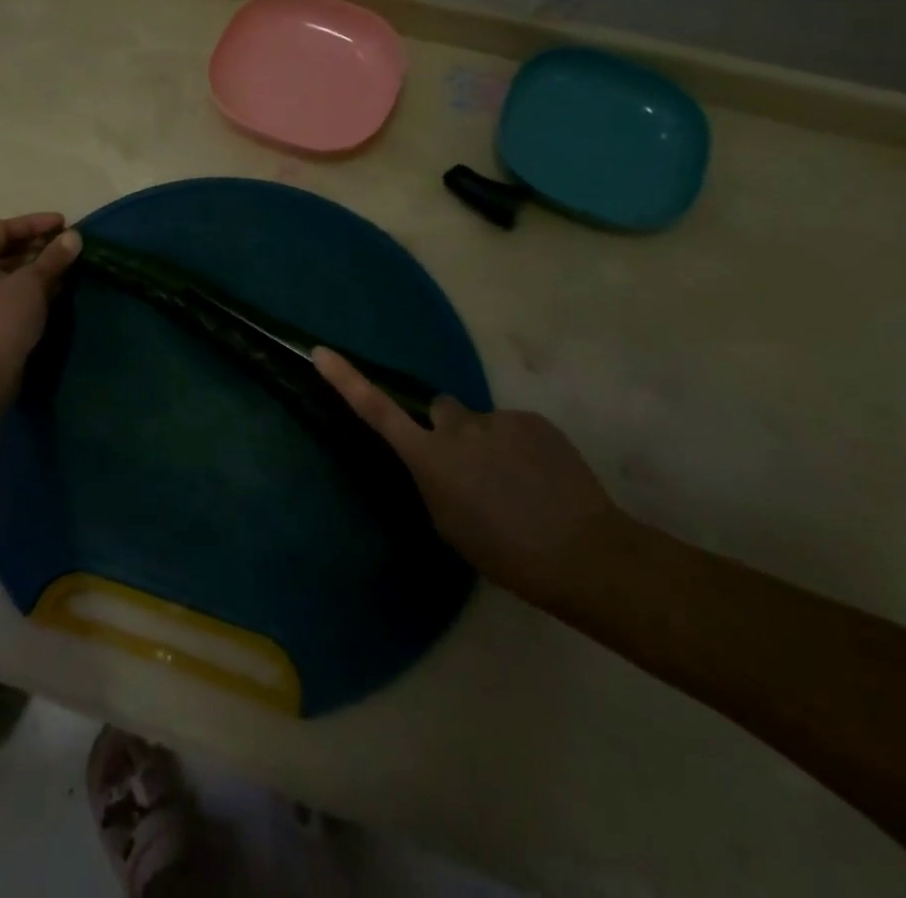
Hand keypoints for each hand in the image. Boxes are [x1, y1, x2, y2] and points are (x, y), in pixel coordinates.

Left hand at [0, 213, 81, 386]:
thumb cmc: (4, 320)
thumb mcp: (32, 284)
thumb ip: (53, 257)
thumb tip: (74, 237)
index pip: (3, 229)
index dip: (34, 223)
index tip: (63, 223)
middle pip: (3, 251)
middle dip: (36, 246)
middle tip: (64, 245)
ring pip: (6, 274)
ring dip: (34, 268)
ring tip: (63, 267)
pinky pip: (6, 294)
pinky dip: (28, 288)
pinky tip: (51, 292)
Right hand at [313, 347, 623, 608]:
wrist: (583, 552)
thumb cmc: (506, 553)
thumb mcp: (450, 525)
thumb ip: (434, 482)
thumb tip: (436, 462)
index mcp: (429, 458)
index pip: (376, 410)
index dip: (346, 380)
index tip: (321, 352)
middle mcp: (456, 427)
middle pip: (440, 410)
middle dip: (448, 430)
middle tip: (472, 468)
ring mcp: (497, 420)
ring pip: (480, 423)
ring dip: (488, 443)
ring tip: (518, 483)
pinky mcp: (532, 420)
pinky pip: (513, 427)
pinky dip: (521, 447)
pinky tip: (542, 480)